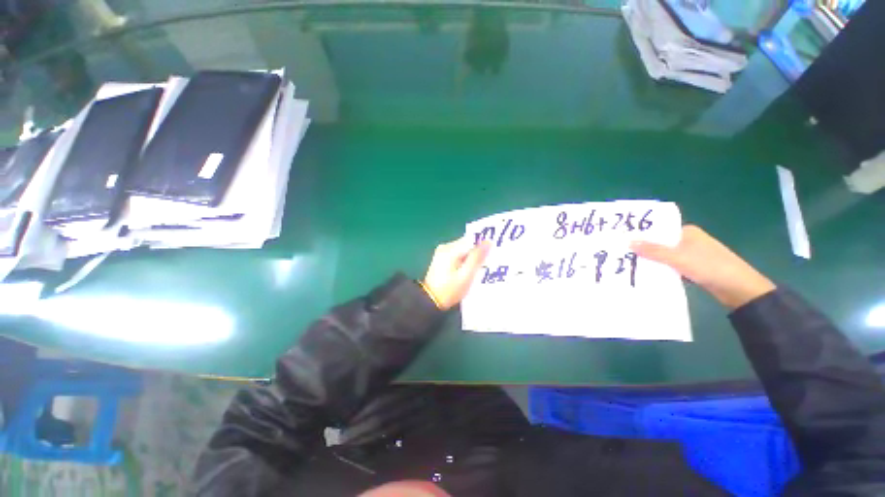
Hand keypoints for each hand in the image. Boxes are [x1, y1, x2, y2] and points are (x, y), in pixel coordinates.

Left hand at [423, 239, 489, 309]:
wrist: (431, 302)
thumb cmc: (450, 290)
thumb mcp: (466, 275)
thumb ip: (477, 258)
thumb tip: (489, 242)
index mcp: (451, 249)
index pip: (472, 240)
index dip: (483, 247)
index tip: (491, 257)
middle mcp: (445, 247)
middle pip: (467, 244)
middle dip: (477, 253)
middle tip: (486, 266)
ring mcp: (442, 253)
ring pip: (463, 250)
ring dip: (471, 258)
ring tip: (478, 271)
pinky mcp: (442, 259)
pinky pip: (458, 255)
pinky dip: (465, 261)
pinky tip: (468, 272)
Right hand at [631, 225, 775, 309]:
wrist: (739, 289)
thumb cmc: (710, 267)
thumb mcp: (679, 258)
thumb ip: (653, 250)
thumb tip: (628, 241)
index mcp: (687, 232)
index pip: (658, 230)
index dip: (641, 235)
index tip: (622, 241)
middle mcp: (688, 240)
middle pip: (660, 243)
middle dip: (643, 249)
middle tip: (621, 254)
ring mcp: (691, 255)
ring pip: (664, 256)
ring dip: (651, 261)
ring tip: (628, 264)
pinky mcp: (692, 268)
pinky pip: (670, 266)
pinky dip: (660, 269)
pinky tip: (647, 274)